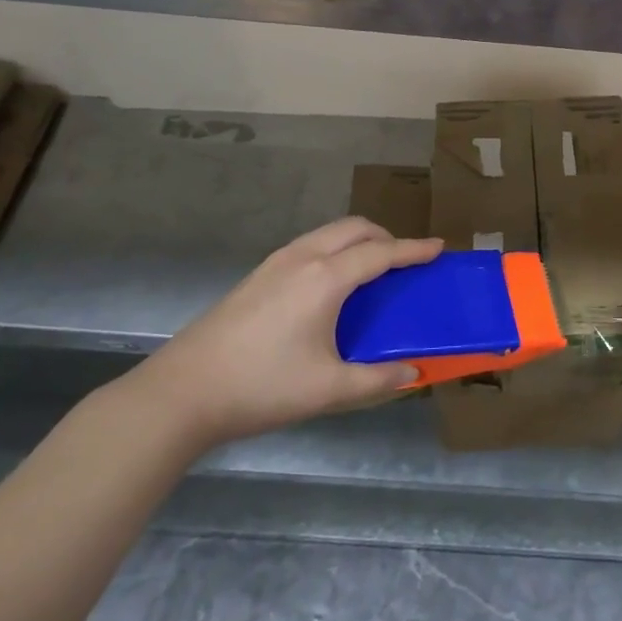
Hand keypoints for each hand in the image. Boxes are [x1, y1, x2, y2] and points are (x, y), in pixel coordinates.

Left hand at [125, 218, 443, 453]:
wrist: (182, 392)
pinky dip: (334, 249)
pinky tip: (330, 286)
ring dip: (357, 240)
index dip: (413, 249)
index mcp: (326, 278)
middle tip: (404, 262)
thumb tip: (412, 374)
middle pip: (354, 228)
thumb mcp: (327, 390)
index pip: (381, 252)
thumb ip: (376, 381)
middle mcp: (303, 257)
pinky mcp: (257, 275)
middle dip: (386, 236)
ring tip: (371, 271)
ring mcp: (276, 262)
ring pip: (329, 232)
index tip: (439, 247)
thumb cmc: (261, 387)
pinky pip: (310, 245)